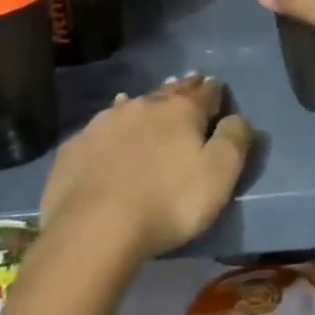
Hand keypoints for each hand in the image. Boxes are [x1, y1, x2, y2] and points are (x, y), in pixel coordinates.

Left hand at [39, 76, 253, 261]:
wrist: (93, 229)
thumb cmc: (168, 203)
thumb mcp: (219, 176)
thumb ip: (234, 140)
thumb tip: (238, 117)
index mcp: (181, 111)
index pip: (205, 92)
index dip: (214, 91)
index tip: (217, 88)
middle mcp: (143, 106)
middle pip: (168, 93)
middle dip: (181, 89)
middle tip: (189, 84)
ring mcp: (104, 123)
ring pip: (132, 105)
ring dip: (144, 105)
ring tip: (150, 104)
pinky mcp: (75, 147)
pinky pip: (100, 129)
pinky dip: (112, 129)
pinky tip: (109, 134)